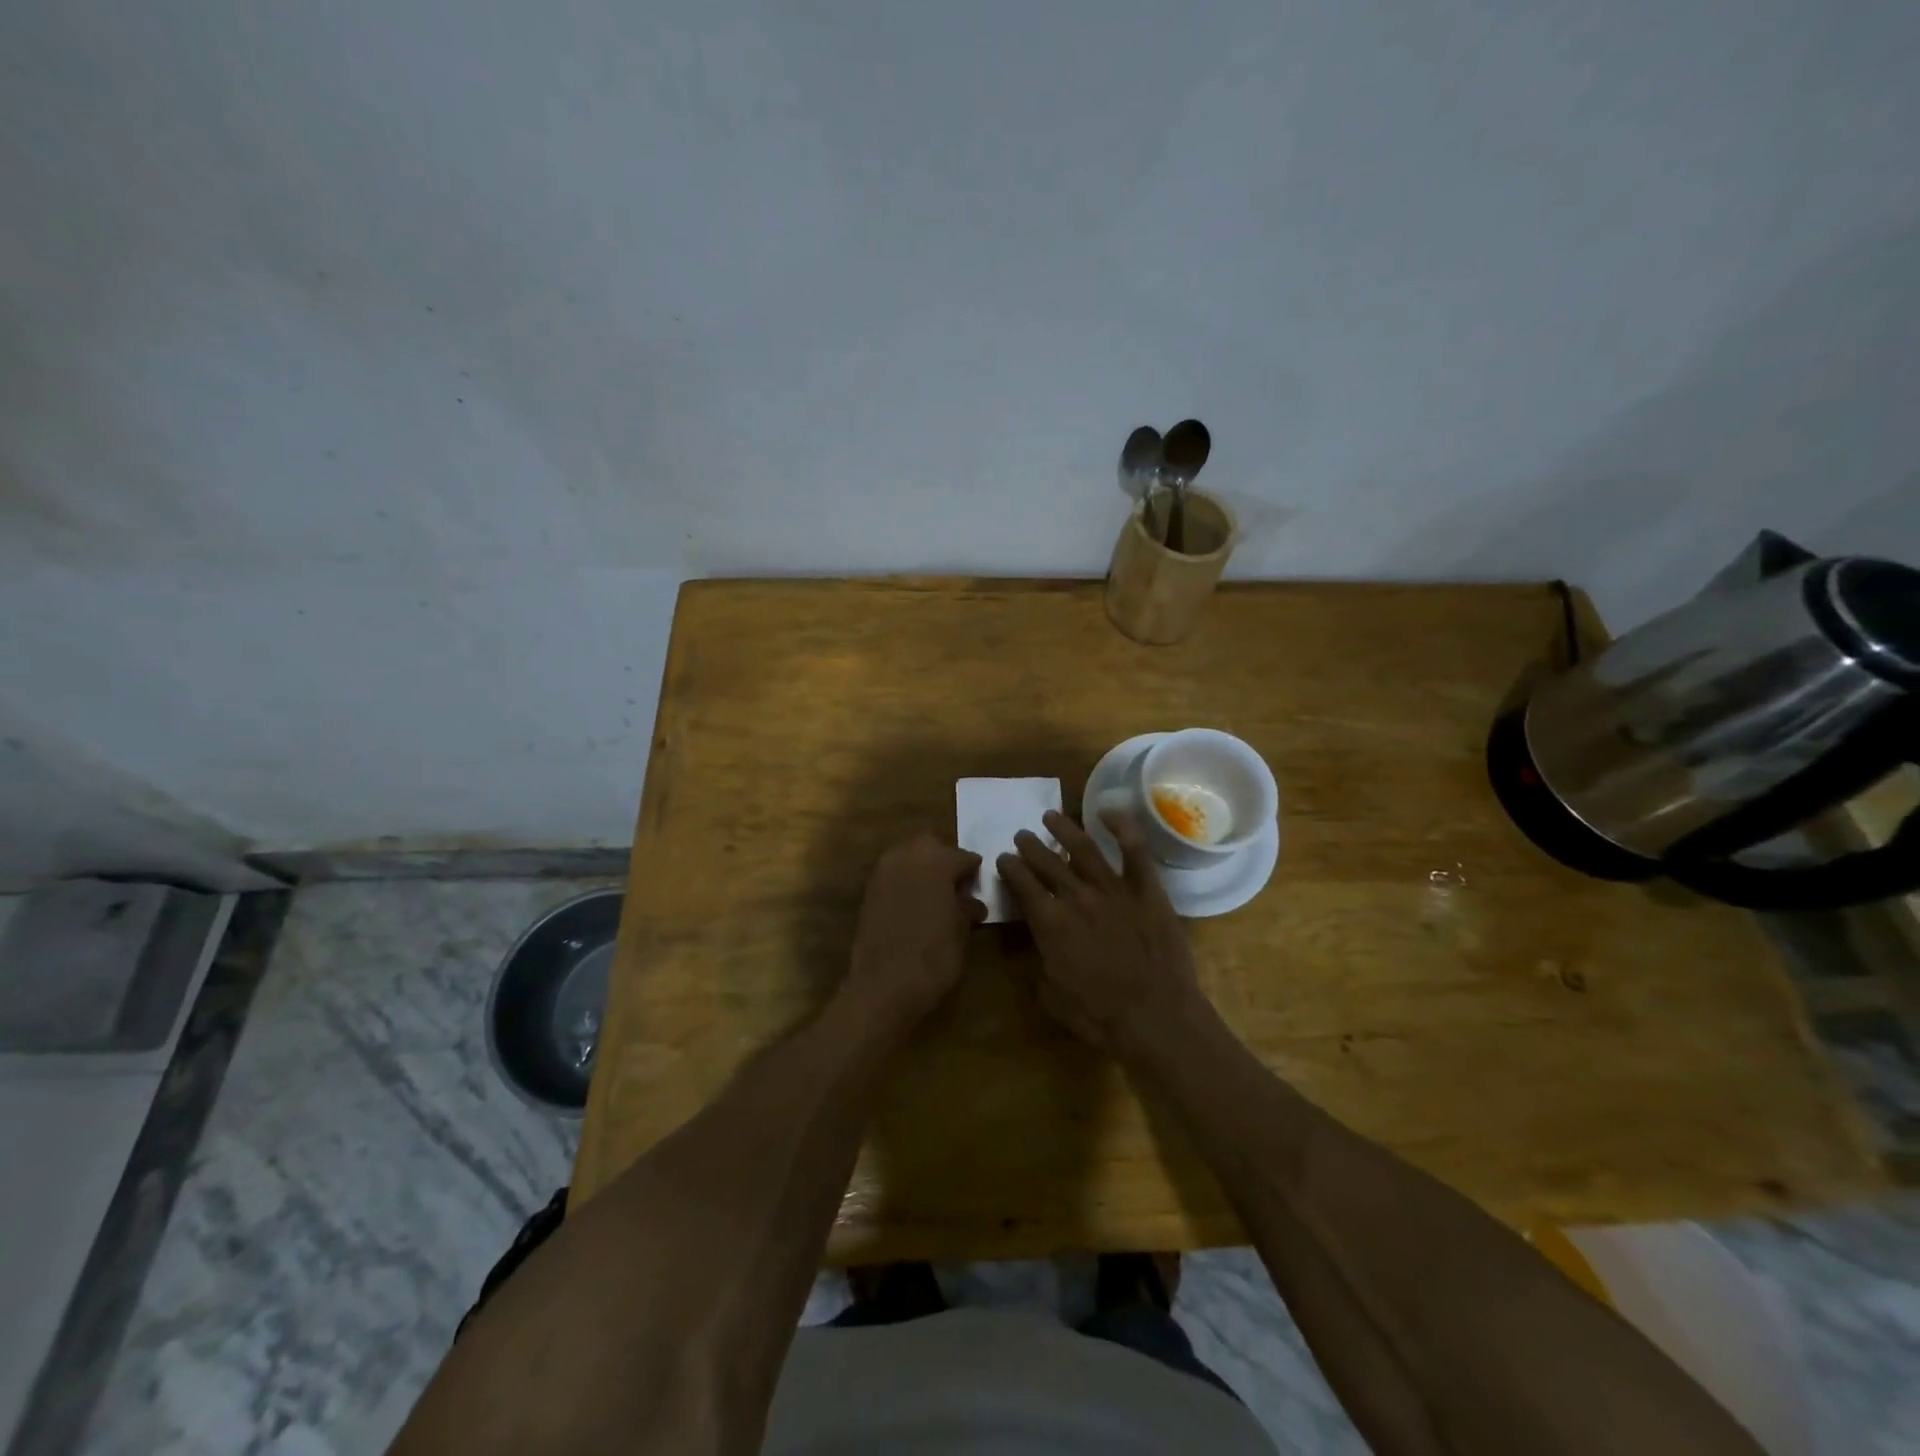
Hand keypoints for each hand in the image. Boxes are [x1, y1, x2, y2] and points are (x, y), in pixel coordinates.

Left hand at [844, 832, 985, 1026]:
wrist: (883, 986)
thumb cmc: (933, 957)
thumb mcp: (960, 933)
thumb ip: (966, 909)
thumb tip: (972, 903)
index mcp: (936, 861)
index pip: (963, 856)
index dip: (974, 871)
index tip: (979, 884)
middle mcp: (906, 857)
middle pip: (929, 843)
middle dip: (943, 857)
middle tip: (955, 884)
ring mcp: (882, 873)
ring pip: (906, 855)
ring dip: (920, 867)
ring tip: (934, 895)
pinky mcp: (868, 892)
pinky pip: (891, 875)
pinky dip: (904, 882)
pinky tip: (914, 905)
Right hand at [997, 810, 1201, 1048]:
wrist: (1156, 1017)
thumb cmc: (1100, 1015)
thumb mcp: (1052, 996)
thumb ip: (1039, 964)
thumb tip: (1038, 947)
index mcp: (1050, 923)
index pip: (1022, 884)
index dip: (1010, 868)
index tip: (1003, 858)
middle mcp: (1077, 896)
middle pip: (1047, 861)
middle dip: (1030, 845)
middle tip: (1022, 835)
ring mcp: (1114, 889)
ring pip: (1083, 847)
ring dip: (1064, 828)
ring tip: (1051, 815)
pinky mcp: (1146, 890)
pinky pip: (1134, 850)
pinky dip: (1122, 827)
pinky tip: (1108, 811)